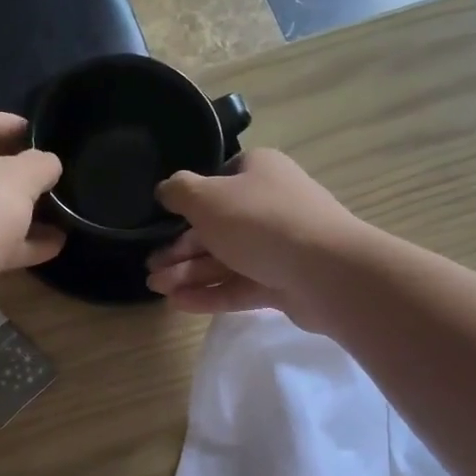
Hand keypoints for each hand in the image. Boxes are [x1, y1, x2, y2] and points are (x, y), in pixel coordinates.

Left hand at [0, 109, 64, 296]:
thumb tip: (47, 163)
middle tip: (48, 178)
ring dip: (18, 213)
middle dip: (16, 174)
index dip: (13, 124)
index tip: (43, 135)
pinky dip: (11, 243)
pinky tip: (49, 248)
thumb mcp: (18, 180)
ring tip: (58, 217)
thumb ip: (39, 165)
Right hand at [145, 149, 366, 326]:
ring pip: (225, 259)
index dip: (189, 201)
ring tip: (156, 288)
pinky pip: (238, 285)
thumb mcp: (208, 198)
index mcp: (258, 172)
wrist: (325, 271)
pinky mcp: (281, 282)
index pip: (218, 180)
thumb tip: (165, 189)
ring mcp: (278, 246)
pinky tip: (179, 303)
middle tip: (149, 267)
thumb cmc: (260, 222)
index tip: (163, 222)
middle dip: (180, 248)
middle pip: (216, 227)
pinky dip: (209, 292)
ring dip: (188, 273)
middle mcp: (269, 205)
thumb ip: (179, 192)